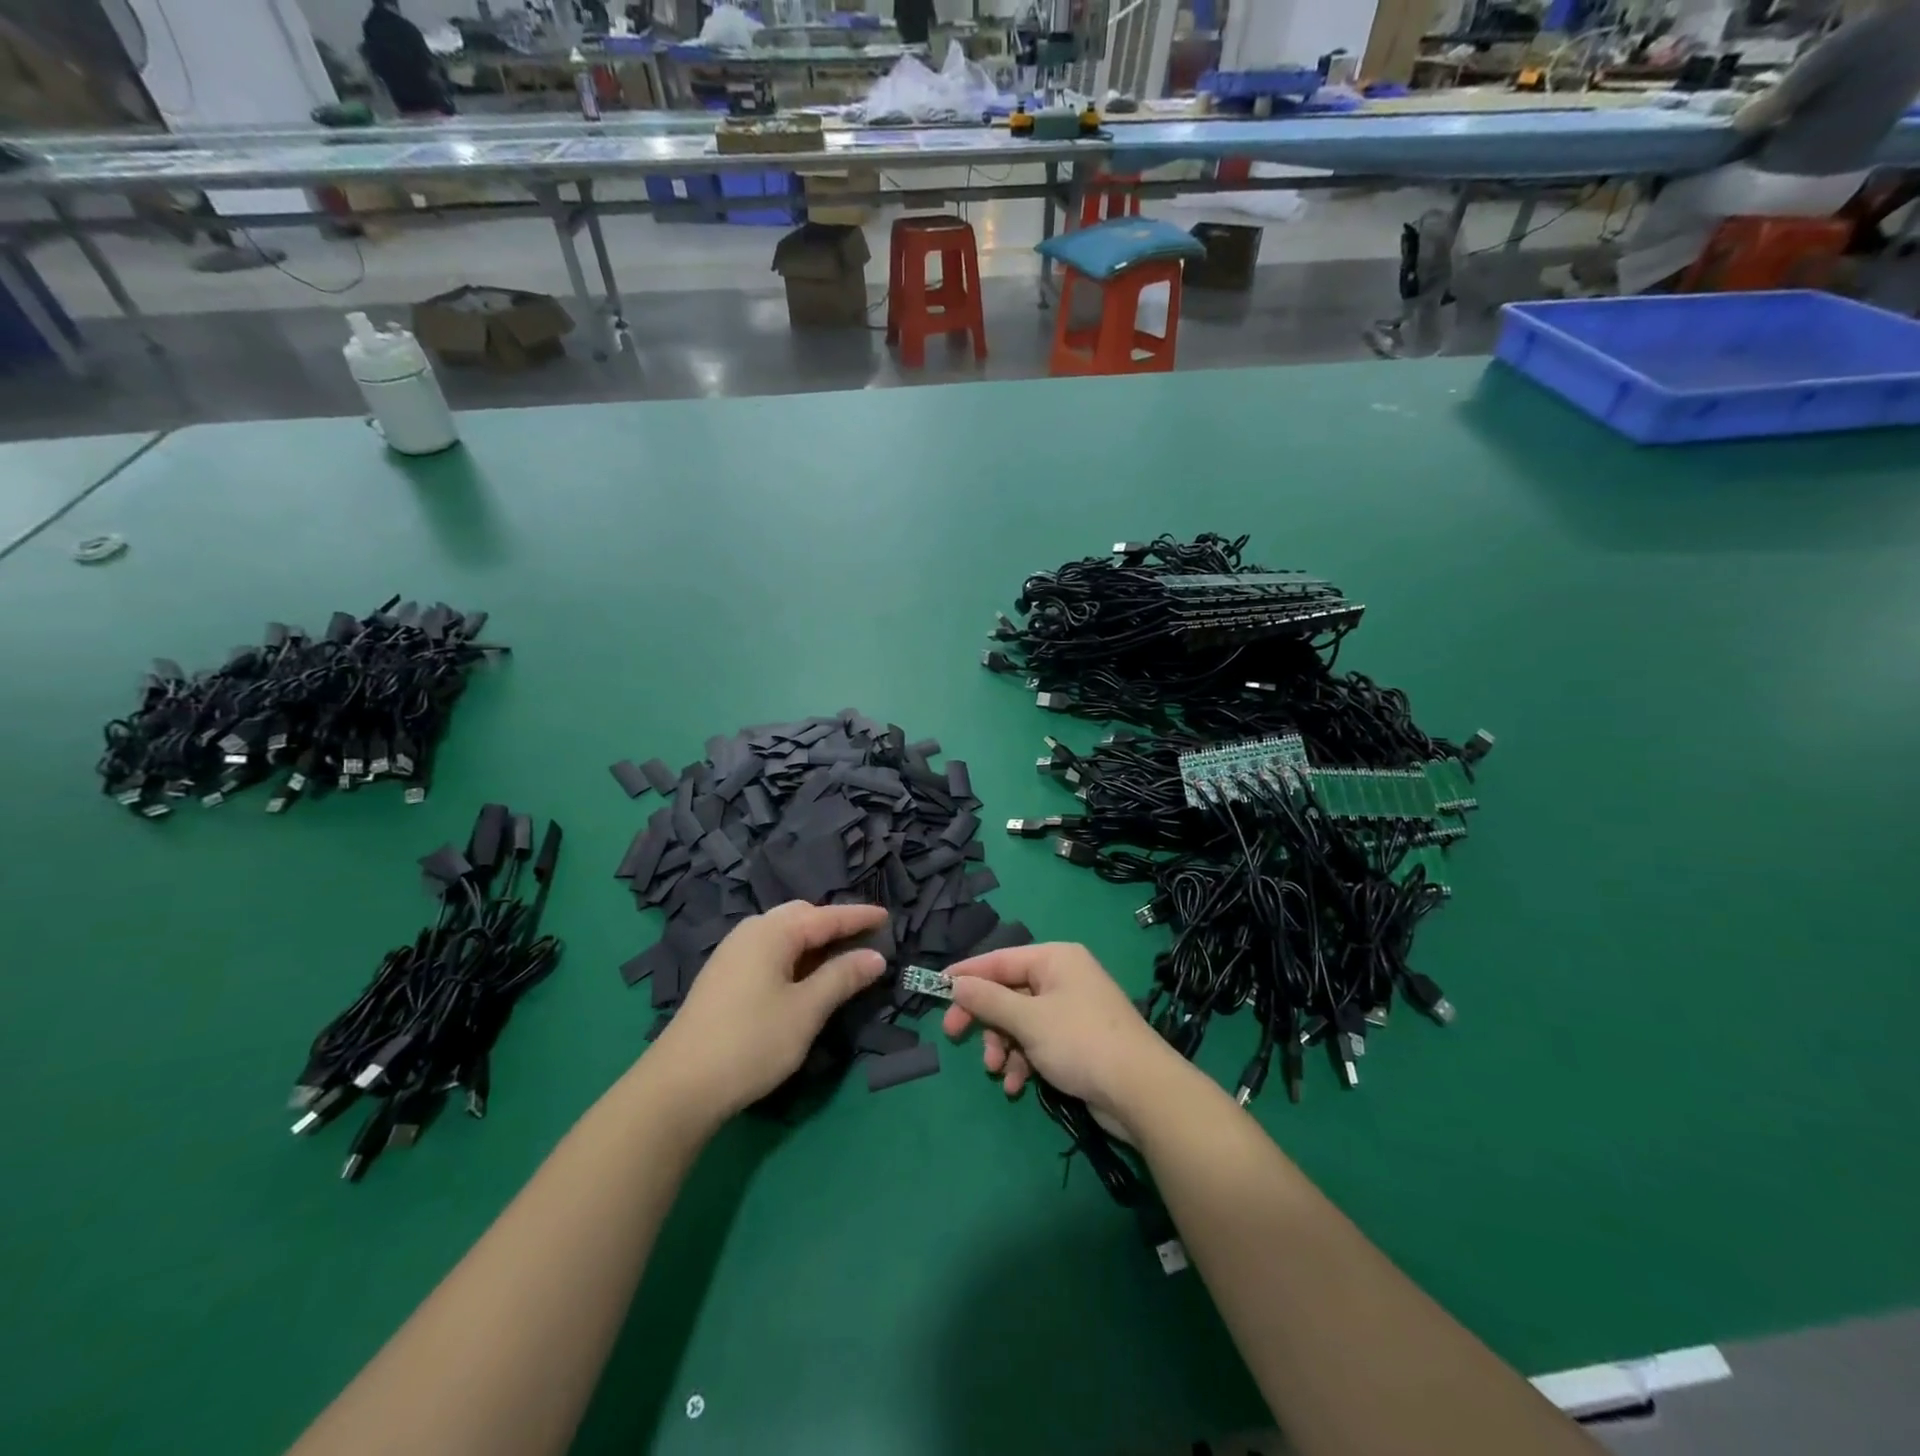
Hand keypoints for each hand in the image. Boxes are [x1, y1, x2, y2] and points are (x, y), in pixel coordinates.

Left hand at [649, 901, 887, 1119]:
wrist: (678, 1087)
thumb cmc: (751, 1041)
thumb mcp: (806, 1010)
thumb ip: (842, 977)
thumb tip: (875, 956)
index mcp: (772, 932)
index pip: (826, 916)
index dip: (858, 917)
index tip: (887, 916)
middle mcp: (750, 933)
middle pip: (801, 916)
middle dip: (833, 924)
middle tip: (864, 939)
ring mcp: (732, 955)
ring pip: (782, 934)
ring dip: (813, 941)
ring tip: (839, 958)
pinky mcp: (723, 978)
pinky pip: (769, 952)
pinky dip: (794, 956)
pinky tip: (803, 978)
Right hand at [940, 942, 1179, 1126]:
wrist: (1141, 1091)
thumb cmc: (1080, 1042)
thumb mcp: (1028, 1020)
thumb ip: (988, 1001)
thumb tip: (956, 984)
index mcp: (1054, 959)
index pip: (999, 959)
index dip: (967, 974)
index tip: (936, 989)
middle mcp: (1063, 977)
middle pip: (1008, 992)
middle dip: (985, 1019)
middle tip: (955, 1037)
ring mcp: (1071, 1010)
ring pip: (1020, 1021)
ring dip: (1004, 1046)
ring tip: (998, 1071)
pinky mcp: (1077, 1040)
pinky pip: (1038, 1042)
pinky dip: (1024, 1061)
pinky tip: (1018, 1085)